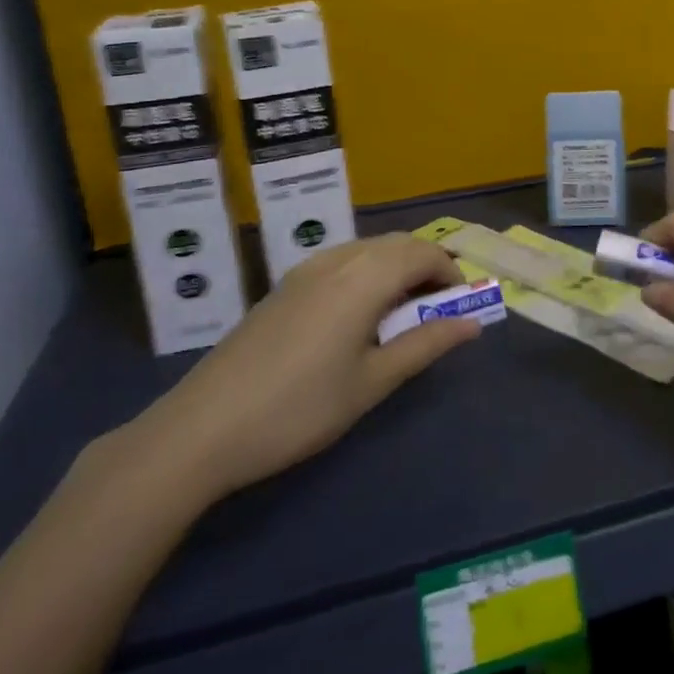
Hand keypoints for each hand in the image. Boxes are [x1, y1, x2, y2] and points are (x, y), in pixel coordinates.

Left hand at [132, 234, 480, 498]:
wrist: (201, 429)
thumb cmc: (299, 409)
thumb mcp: (371, 382)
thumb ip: (425, 345)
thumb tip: (472, 323)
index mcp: (363, 278)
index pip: (424, 253)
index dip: (451, 274)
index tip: (461, 308)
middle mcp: (337, 260)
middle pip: (397, 244)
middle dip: (427, 268)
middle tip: (437, 312)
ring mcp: (306, 270)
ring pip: (369, 249)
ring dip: (397, 269)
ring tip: (402, 317)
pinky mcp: (285, 286)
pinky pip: (343, 261)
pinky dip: (368, 274)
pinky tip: (359, 318)